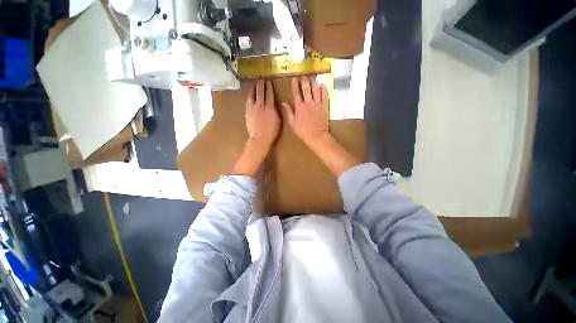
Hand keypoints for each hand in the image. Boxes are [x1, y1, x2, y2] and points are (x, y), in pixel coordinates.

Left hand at [246, 80, 279, 148]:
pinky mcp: (247, 113)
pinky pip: (248, 102)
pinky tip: (249, 96)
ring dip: (253, 89)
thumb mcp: (277, 120)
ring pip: (252, 96)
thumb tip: (273, 105)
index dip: (269, 87)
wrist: (259, 138)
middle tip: (261, 79)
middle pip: (260, 93)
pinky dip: (249, 97)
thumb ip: (275, 111)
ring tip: (254, 85)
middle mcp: (260, 105)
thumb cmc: (271, 131)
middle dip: (261, 85)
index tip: (269, 82)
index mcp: (269, 107)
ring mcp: (252, 109)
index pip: (269, 94)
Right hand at [282, 76, 328, 146]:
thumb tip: (283, 103)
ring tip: (312, 77)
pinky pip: (325, 95)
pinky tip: (322, 84)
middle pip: (306, 88)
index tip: (294, 79)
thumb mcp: (292, 123)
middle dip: (304, 80)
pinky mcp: (324, 106)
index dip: (295, 85)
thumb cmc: (303, 131)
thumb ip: (288, 112)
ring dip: (313, 82)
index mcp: (299, 107)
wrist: (316, 136)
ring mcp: (317, 103)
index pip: (296, 93)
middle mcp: (308, 102)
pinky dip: (324, 89)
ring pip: (316, 89)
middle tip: (303, 75)